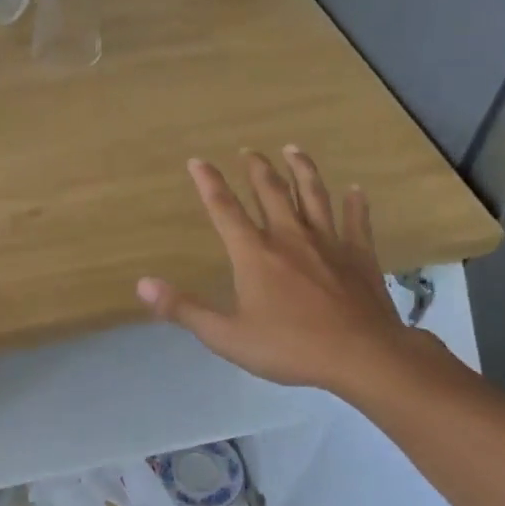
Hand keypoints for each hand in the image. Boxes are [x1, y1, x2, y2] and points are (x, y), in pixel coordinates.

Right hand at [136, 148, 417, 399]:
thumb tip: (143, 284)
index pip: (224, 209)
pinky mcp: (360, 256)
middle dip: (257, 169)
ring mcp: (328, 243)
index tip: (197, 161)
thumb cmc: (289, 347)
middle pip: (271, 192)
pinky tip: (355, 189)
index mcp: (254, 254)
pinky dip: (354, 203)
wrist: (362, 356)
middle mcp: (289, 237)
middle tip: (248, 150)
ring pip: (313, 195)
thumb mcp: (226, 336)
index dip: (209, 183)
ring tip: (293, 149)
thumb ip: (184, 309)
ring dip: (302, 170)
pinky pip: (356, 221)